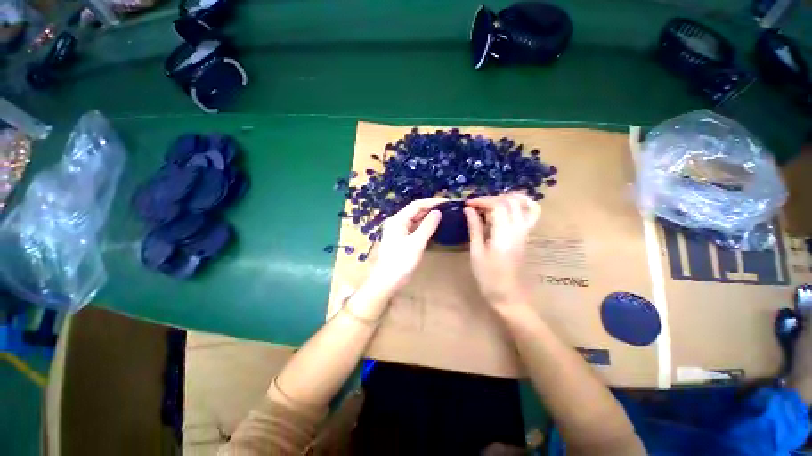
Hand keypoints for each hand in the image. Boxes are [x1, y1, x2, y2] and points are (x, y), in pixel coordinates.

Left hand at [368, 197, 446, 292]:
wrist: (387, 281)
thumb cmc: (401, 261)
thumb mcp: (416, 243)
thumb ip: (428, 226)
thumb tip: (438, 212)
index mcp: (398, 220)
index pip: (416, 205)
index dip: (432, 202)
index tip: (447, 201)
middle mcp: (397, 222)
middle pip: (415, 211)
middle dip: (431, 208)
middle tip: (448, 208)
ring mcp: (398, 231)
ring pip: (415, 220)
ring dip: (428, 217)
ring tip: (444, 215)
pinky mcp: (401, 239)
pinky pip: (414, 229)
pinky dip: (424, 227)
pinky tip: (434, 227)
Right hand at [464, 194, 540, 309]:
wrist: (508, 295)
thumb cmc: (488, 276)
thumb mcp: (476, 252)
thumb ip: (474, 228)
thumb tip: (468, 209)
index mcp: (504, 234)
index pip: (498, 205)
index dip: (482, 201)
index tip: (468, 204)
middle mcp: (519, 229)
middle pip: (511, 201)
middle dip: (492, 198)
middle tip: (477, 205)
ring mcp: (526, 233)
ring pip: (525, 205)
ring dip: (508, 199)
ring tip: (493, 203)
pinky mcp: (526, 237)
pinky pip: (531, 215)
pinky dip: (521, 206)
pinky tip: (508, 210)